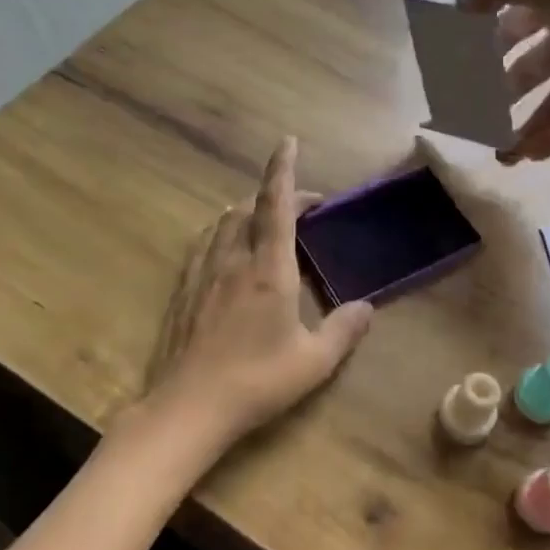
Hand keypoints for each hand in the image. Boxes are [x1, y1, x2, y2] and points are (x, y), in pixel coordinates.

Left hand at [145, 137, 373, 448]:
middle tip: (302, 207)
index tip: (287, 142)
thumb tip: (366, 308)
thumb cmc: (257, 381)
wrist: (189, 407)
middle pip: (248, 209)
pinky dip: (222, 233)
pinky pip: (203, 245)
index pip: (276, 205)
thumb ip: (344, 330)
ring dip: (246, 212)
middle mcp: (233, 260)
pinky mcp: (183, 291)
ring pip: (222, 224)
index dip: (283, 170)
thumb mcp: (314, 362)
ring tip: (265, 223)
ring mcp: (202, 273)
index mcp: (268, 269)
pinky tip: (227, 252)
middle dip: (274, 195)